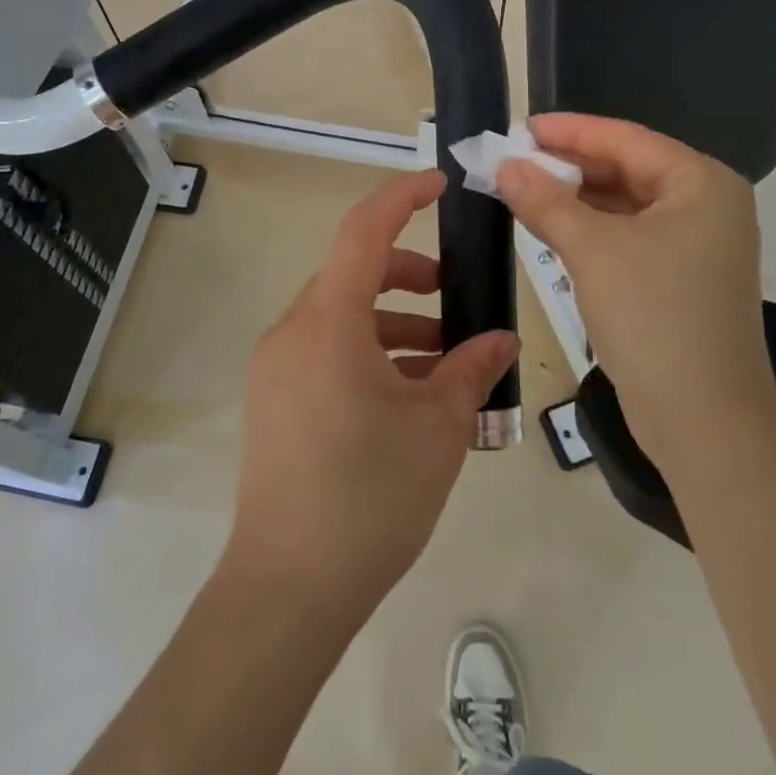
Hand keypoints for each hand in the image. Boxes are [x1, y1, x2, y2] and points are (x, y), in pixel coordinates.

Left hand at [222, 171, 518, 622]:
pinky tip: (408, 395)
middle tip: (457, 299)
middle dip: (410, 277)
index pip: (363, 231)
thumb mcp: (437, 429)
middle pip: (353, 274)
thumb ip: (472, 370)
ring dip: (394, 323)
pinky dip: (368, 352)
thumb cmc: (369, 497)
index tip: (442, 185)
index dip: (402, 197)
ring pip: (341, 315)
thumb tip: (502, 341)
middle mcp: (293, 332)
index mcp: (328, 324)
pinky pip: (326, 350)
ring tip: (446, 362)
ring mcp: (277, 366)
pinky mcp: (273, 398)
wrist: (288, 589)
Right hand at [495, 114, 775, 472]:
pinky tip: (551, 227)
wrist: (703, 420)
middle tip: (514, 159)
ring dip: (575, 198)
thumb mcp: (592, 250)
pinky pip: (628, 237)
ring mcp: (696, 245)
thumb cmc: (654, 317)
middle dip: (569, 165)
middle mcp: (706, 205)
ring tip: (522, 188)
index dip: (570, 131)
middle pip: (626, 169)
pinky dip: (590, 230)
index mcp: (701, 183)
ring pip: (624, 205)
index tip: (522, 126)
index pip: (625, 140)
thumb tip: (504, 165)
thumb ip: (545, 201)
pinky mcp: (680, 279)